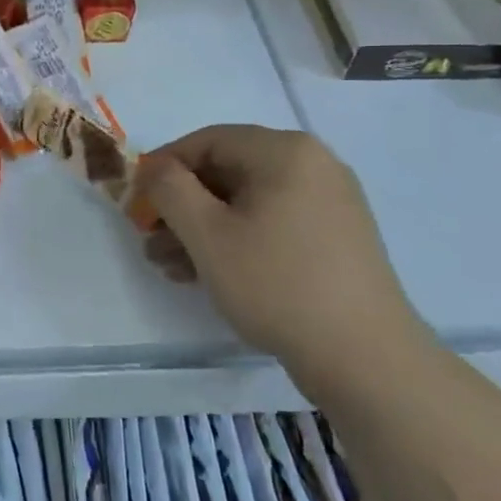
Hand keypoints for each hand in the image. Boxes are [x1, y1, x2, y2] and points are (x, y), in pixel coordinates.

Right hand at [136, 125, 424, 367]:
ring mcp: (329, 202)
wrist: (365, 358)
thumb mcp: (208, 234)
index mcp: (285, 151)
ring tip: (169, 265)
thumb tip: (155, 168)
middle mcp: (313, 165)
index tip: (134, 200)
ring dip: (202, 228)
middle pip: (226, 172)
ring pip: (247, 202)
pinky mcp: (336, 237)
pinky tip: (206, 273)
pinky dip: (236, 240)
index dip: (163, 167)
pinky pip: (272, 223)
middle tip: (149, 238)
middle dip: (181, 205)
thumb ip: (170, 189)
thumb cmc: (277, 284)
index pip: (206, 141)